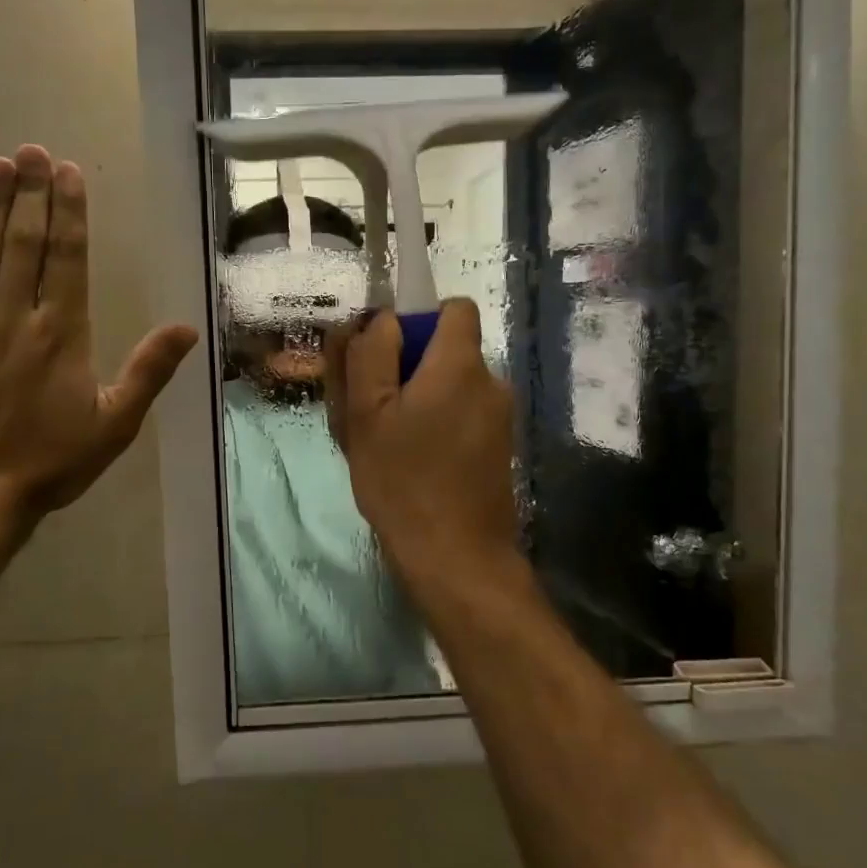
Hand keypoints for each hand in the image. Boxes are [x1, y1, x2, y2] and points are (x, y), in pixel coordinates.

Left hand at [0, 145, 197, 526]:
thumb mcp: (113, 424)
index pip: (66, 257)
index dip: (68, 211)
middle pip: (23, 241)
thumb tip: (186, 328)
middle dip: (30, 192)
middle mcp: (13, 316)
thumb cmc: (48, 461)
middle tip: (32, 149)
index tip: (67, 172)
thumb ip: (148, 371)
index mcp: (61, 332)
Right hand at [325, 300, 520, 597]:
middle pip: (447, 351)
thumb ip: (371, 355)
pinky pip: (462, 416)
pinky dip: (436, 425)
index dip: (420, 319)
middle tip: (370, 409)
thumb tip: (384, 320)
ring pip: (451, 387)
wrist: (456, 558)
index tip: (388, 353)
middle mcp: (491, 383)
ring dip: (419, 401)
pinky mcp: (498, 449)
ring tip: (385, 443)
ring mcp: (499, 419)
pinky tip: (410, 463)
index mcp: (460, 365)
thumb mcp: (366, 414)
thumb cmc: (403, 481)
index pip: (454, 309)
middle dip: (408, 367)